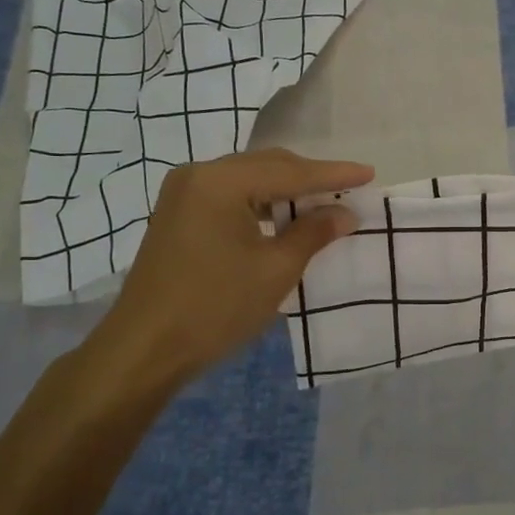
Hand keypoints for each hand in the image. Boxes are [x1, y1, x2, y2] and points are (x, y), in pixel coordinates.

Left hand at [89, 149, 371, 386]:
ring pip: (248, 179)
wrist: (145, 349)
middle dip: (309, 178)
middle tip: (348, 190)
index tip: (369, 173)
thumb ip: (313, 233)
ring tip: (321, 205)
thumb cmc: (216, 308)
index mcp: (221, 182)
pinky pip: (230, 196)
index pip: (290, 172)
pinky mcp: (178, 215)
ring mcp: (183, 194)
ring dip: (285, 190)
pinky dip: (261, 203)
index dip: (333, 175)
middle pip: (267, 166)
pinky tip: (282, 219)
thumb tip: (345, 213)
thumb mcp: (275, 270)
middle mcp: (199, 175)